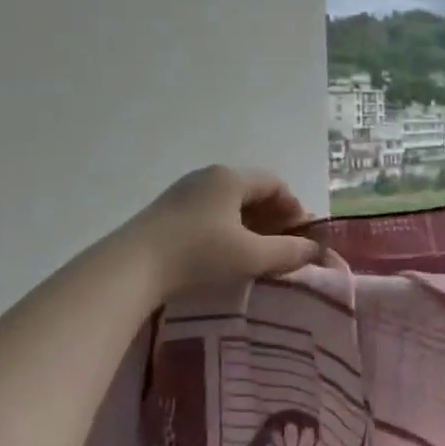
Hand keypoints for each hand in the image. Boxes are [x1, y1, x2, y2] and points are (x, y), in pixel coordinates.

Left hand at [119, 165, 320, 296]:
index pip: (275, 183)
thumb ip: (287, 252)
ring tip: (255, 254)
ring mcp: (183, 193)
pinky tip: (224, 254)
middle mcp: (207, 176)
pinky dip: (226, 229)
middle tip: (282, 246)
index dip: (294, 208)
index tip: (301, 236)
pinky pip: (208, 213)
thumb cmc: (198, 254)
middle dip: (272, 217)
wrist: (130, 268)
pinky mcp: (165, 212)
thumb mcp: (250, 256)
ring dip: (249, 225)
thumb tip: (314, 250)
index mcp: (230, 177)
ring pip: (228, 204)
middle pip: (251, 191)